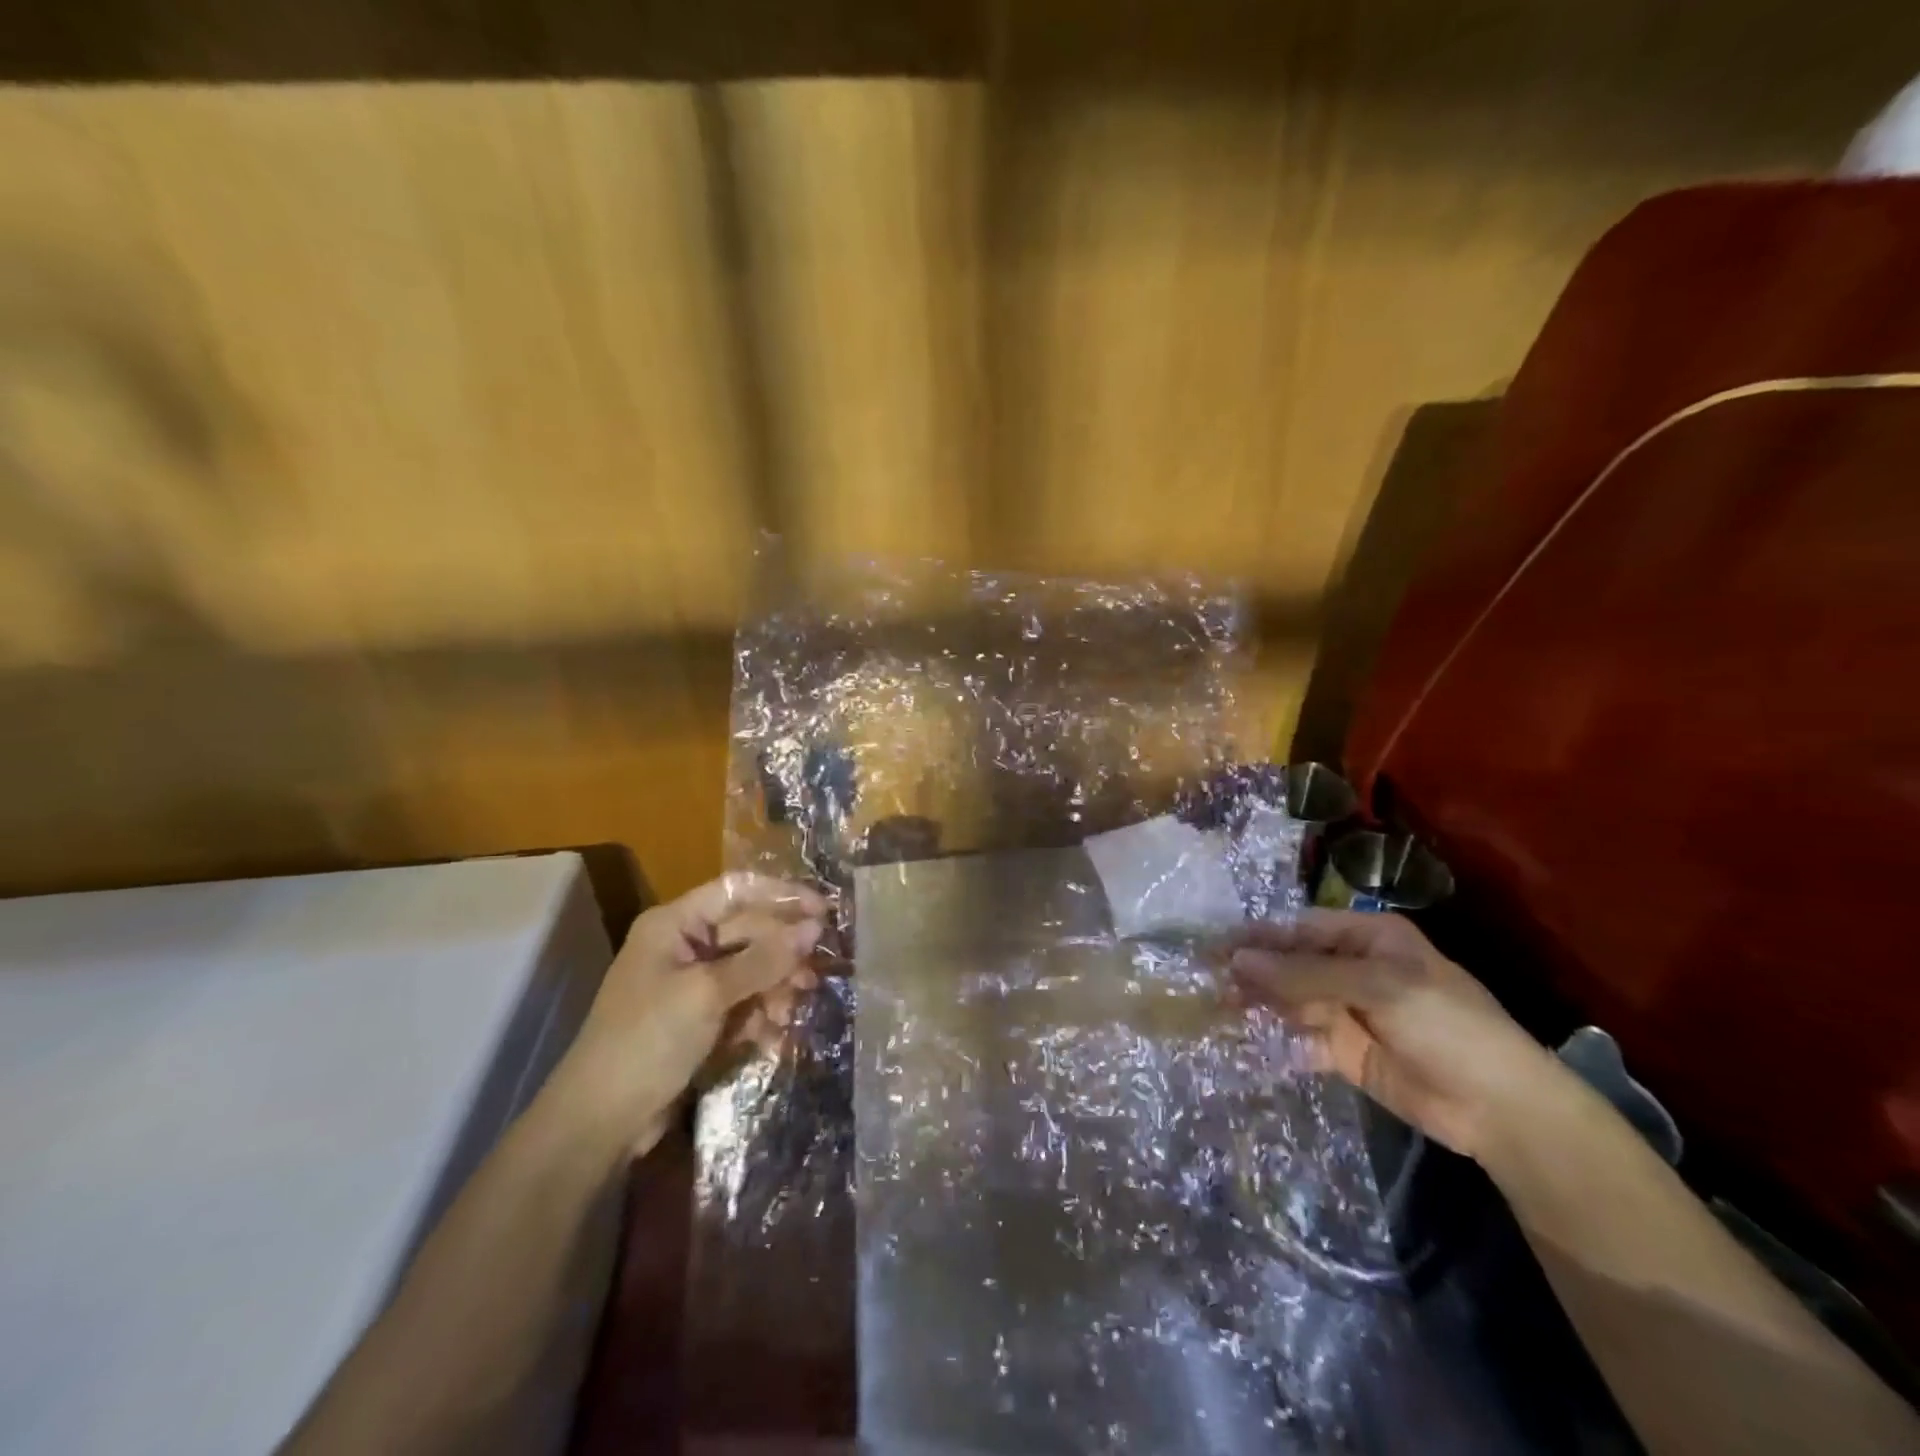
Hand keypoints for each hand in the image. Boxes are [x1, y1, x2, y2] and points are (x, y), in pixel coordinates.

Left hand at [545, 873, 827, 1152]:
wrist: (598, 1122)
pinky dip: (759, 1014)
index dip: (782, 896)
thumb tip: (814, 928)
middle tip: (812, 978)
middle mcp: (684, 945)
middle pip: (749, 932)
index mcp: (675, 923)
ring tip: (789, 1014)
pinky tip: (772, 1036)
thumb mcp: (708, 994)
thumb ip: (764, 959)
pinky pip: (742, 1002)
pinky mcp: (698, 1019)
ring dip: (774, 988)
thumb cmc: (648, 1041)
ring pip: (750, 969)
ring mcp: (690, 983)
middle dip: (782, 954)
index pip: (738, 891)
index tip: (824, 912)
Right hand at [1228, 909, 1567, 1162]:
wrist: (1501, 1109)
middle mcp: (1353, 968)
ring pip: (1290, 999)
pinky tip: (1245, 1039)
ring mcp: (1348, 1010)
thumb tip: (1237, 960)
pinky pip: (1300, 1036)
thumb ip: (1304, 974)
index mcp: (1368, 938)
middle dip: (1253, 971)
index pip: (1300, 928)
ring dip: (1258, 1003)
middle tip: (1207, 980)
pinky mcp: (1345, 1051)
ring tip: (1217, 1007)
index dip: (1258, 936)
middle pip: (1291, 963)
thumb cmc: (1446, 1026)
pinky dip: (1274, 1037)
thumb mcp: (1377, 987)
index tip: (1215, 946)